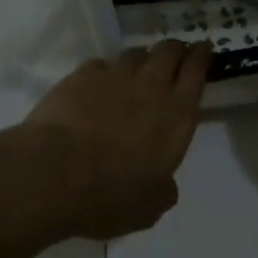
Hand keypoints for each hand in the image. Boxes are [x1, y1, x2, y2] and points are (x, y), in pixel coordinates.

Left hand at [23, 40, 211, 240]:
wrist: (53, 174)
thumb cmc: (110, 195)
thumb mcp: (149, 207)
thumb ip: (163, 190)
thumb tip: (164, 185)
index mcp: (177, 115)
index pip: (197, 71)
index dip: (202, 57)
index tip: (203, 50)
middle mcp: (151, 87)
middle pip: (169, 51)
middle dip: (175, 50)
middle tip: (175, 56)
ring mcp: (114, 77)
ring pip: (135, 53)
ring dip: (142, 59)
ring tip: (138, 70)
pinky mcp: (80, 76)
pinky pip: (100, 64)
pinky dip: (105, 71)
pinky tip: (98, 85)